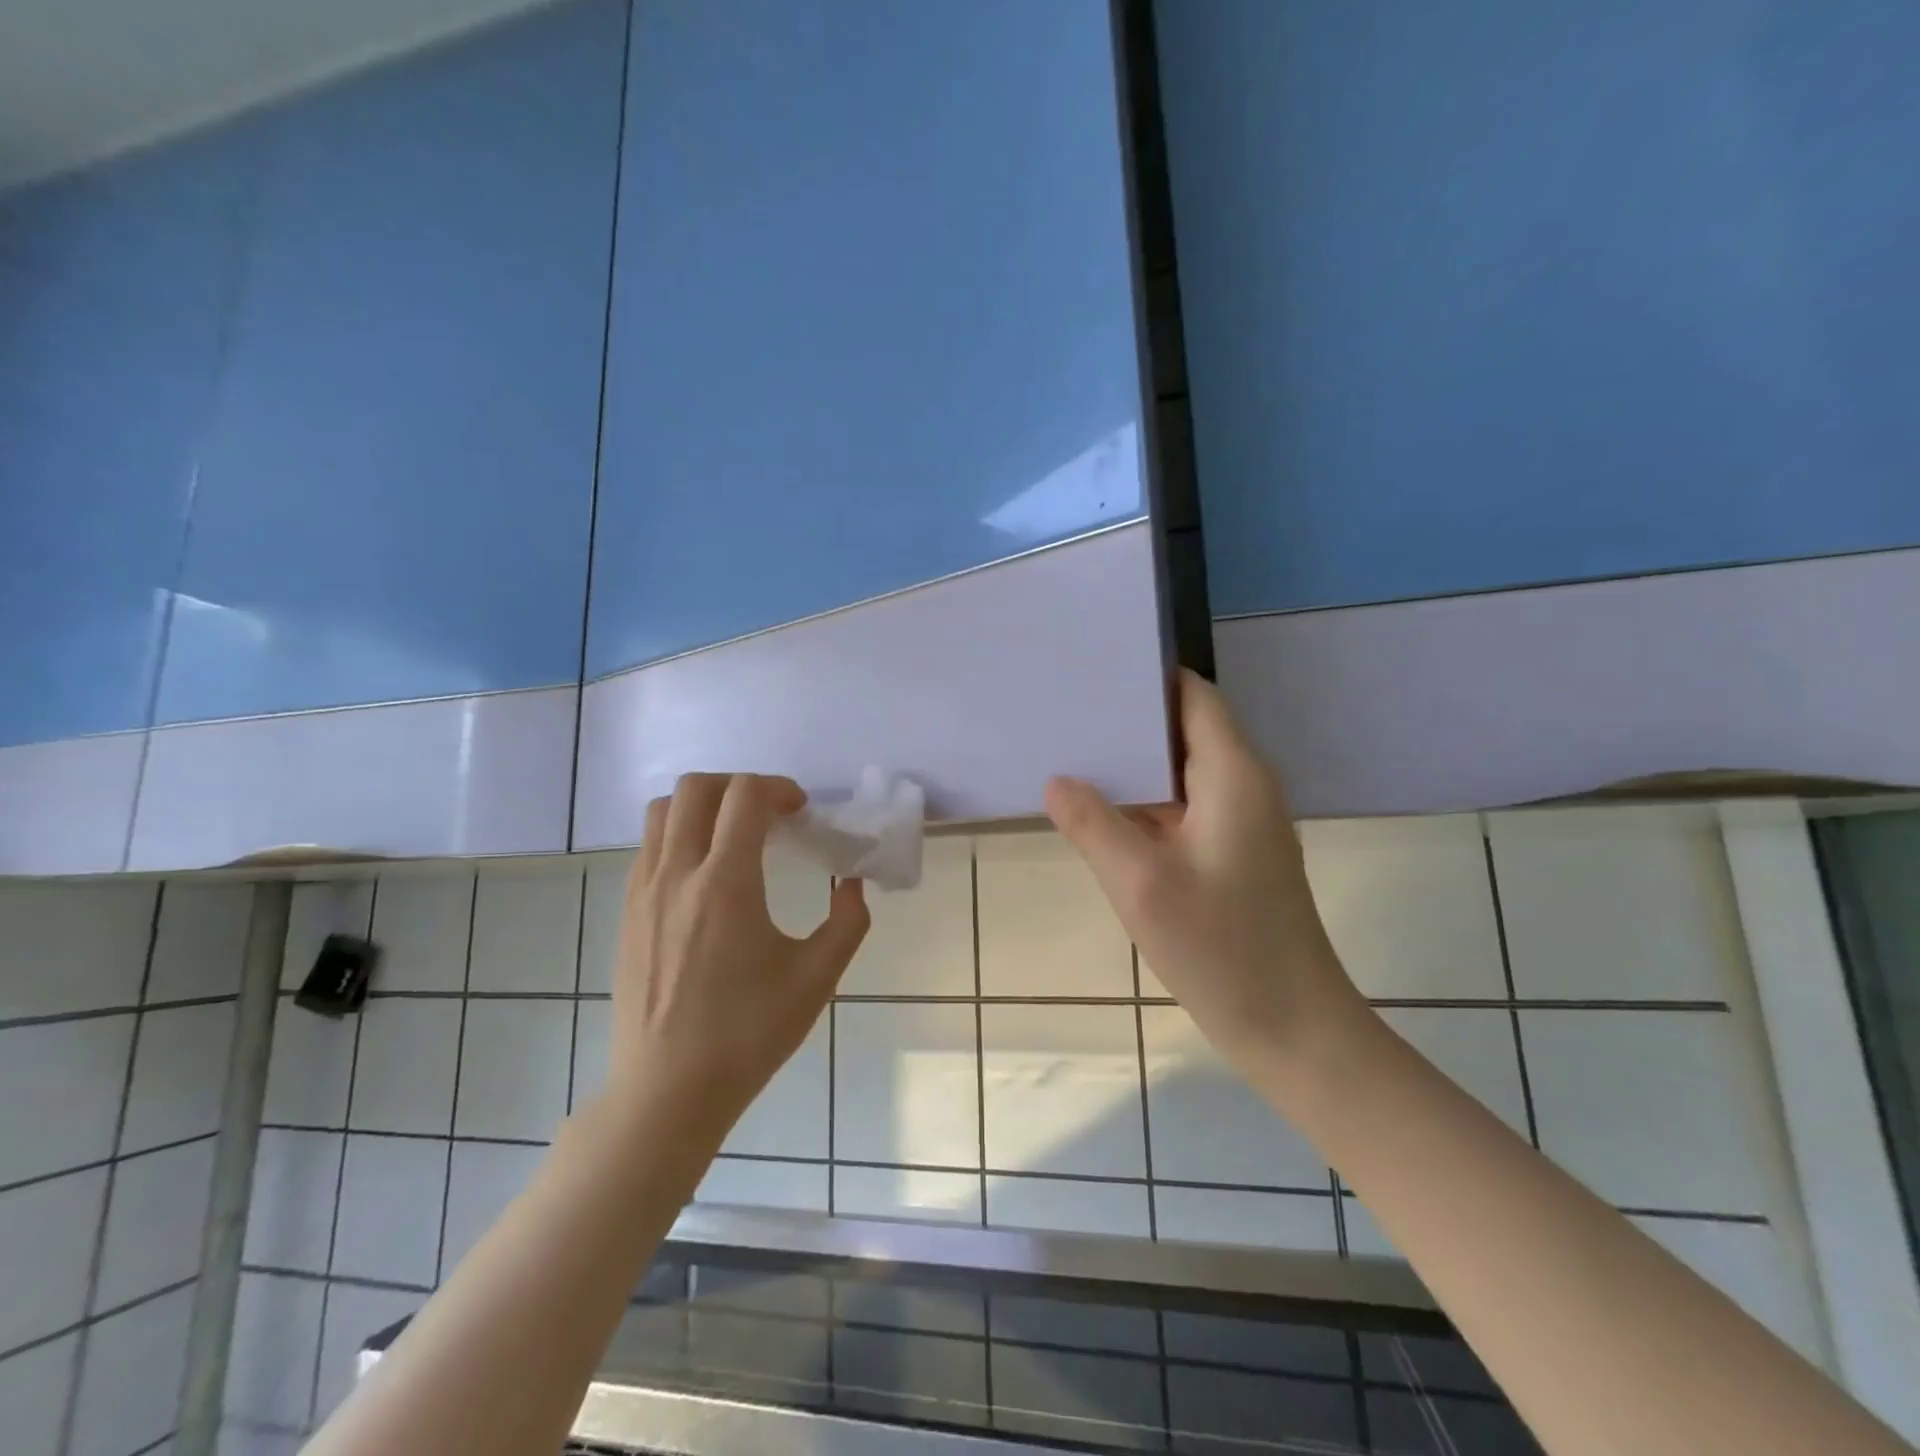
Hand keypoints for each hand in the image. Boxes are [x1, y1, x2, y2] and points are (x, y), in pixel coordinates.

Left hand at [603, 773, 869, 1148]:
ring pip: (662, 811)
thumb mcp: (816, 979)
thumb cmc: (747, 1034)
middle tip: (769, 815)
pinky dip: (679, 834)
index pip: (744, 795)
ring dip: (703, 805)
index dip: (778, 788)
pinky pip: (648, 846)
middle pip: (696, 788)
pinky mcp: (627, 912)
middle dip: (739, 785)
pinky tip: (705, 874)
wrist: (667, 1091)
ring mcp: (643, 891)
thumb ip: (847, 922)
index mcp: (726, 883)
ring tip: (733, 835)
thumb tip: (852, 883)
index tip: (801, 810)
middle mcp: (677, 874)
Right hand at [1045, 670, 1365, 1076]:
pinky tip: (1100, 811)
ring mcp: (1240, 823)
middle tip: (1066, 711)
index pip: (1193, 696)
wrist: (1290, 1028)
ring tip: (1071, 752)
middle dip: (1129, 719)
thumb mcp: (1140, 882)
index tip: (1092, 671)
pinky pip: (1184, 808)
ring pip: (1181, 772)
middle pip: (1185, 729)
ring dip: (1133, 764)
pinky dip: (1145, 802)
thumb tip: (1056, 780)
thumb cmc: (1221, 948)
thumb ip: (1092, 823)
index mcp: (1233, 774)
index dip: (1146, 677)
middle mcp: (1244, 786)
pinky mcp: (1232, 854)